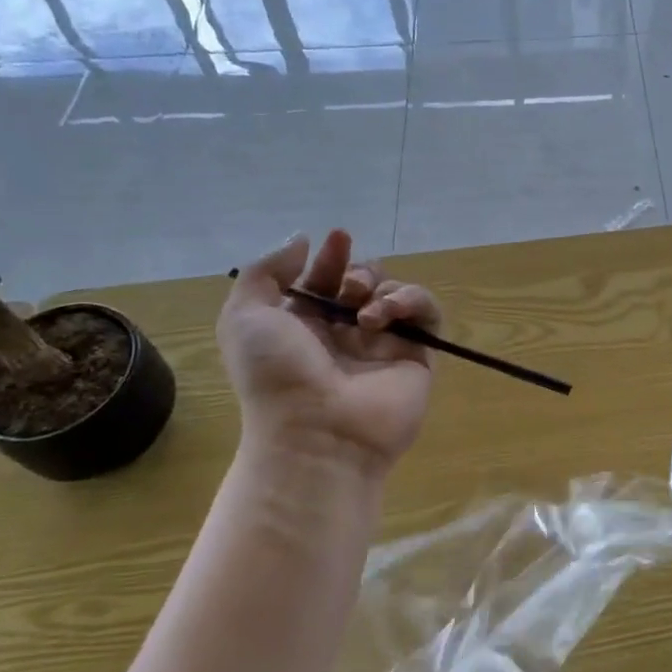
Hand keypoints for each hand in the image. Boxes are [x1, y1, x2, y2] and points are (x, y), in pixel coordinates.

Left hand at [219, 230, 438, 471]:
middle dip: (358, 272)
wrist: (317, 434)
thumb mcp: (245, 317)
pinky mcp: (418, 357)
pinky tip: (388, 316)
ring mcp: (384, 346)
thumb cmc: (276, 376)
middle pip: (364, 282)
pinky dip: (413, 301)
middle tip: (348, 289)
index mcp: (304, 325)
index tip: (337, 238)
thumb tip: (304, 241)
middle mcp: (345, 333)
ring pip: (396, 293)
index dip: (331, 257)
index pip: (326, 279)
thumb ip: (266, 271)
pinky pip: (427, 314)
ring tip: (366, 314)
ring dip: (382, 288)